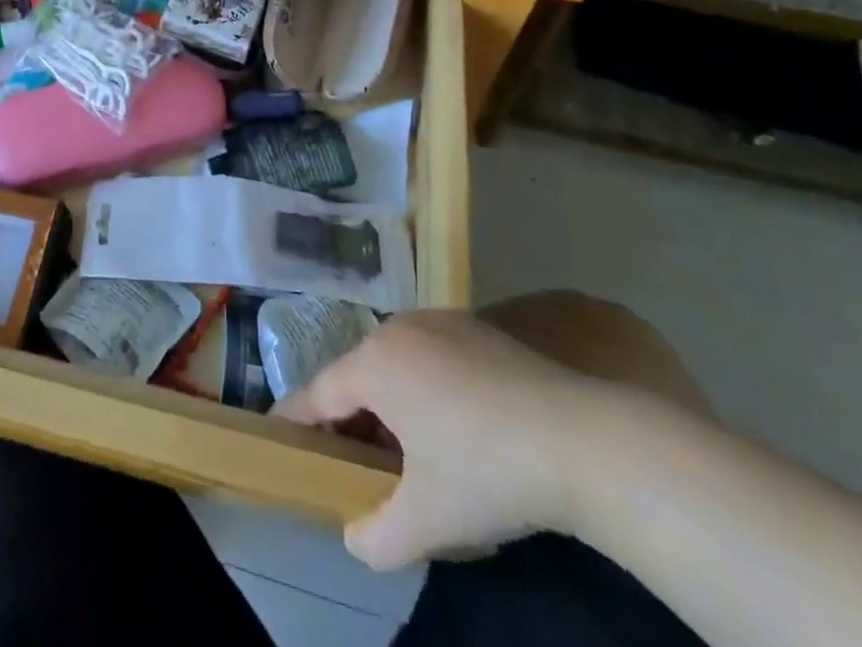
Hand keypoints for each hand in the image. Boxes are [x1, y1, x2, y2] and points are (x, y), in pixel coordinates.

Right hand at [275, 309, 604, 569]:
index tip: (279, 435)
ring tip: (403, 447)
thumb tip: (355, 538)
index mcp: (375, 365)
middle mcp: (398, 330)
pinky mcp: (475, 328)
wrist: (582, 438)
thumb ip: (378, 535)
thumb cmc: (488, 471)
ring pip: (394, 361)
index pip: (319, 392)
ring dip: (388, 400)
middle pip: (357, 373)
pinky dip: (423, 385)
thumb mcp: (429, 519)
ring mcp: (439, 322)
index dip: (297, 417)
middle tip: (351, 459)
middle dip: (348, 415)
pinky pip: (428, 355)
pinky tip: (452, 424)